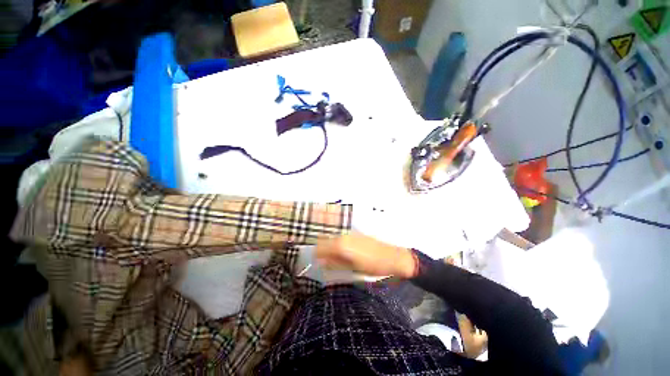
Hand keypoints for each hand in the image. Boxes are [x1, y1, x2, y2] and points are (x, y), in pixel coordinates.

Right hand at [316, 233, 416, 278]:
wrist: (392, 257)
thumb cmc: (372, 266)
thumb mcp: (352, 269)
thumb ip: (335, 264)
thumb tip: (322, 262)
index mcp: (340, 245)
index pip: (319, 248)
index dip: (317, 256)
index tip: (318, 263)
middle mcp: (342, 236)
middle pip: (324, 241)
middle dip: (322, 251)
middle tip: (325, 261)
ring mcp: (349, 233)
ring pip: (331, 238)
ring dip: (329, 246)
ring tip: (334, 257)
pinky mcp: (355, 233)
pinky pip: (339, 237)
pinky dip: (336, 243)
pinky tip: (342, 251)